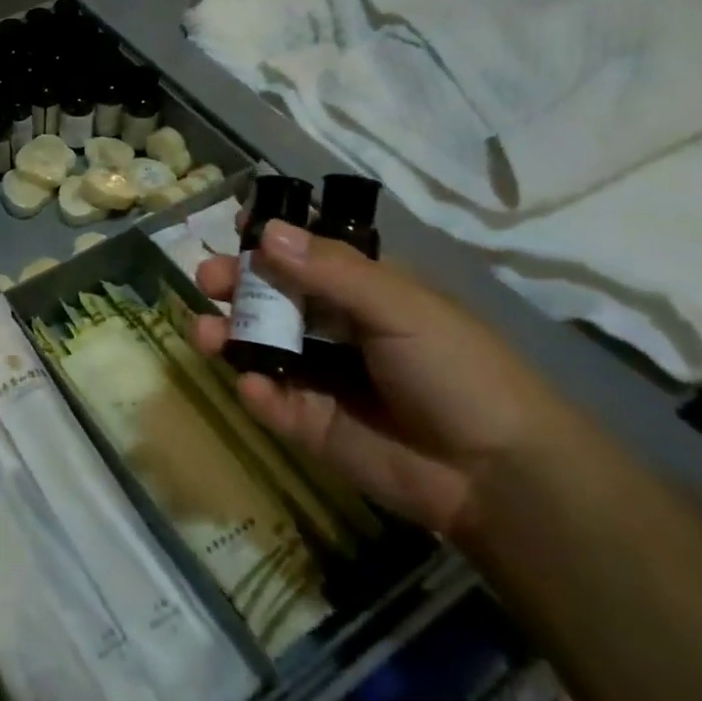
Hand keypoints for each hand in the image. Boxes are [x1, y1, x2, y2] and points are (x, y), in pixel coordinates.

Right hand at [194, 222, 558, 538]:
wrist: (496, 473)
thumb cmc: (455, 368)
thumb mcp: (398, 306)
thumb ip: (331, 270)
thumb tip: (266, 231)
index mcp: (361, 289)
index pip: (306, 253)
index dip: (270, 239)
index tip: (234, 227)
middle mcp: (334, 326)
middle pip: (272, 297)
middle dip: (237, 284)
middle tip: (208, 279)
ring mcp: (319, 376)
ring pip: (260, 346)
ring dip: (228, 334)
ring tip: (206, 333)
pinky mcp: (310, 424)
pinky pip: (271, 401)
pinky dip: (256, 392)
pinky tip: (254, 387)